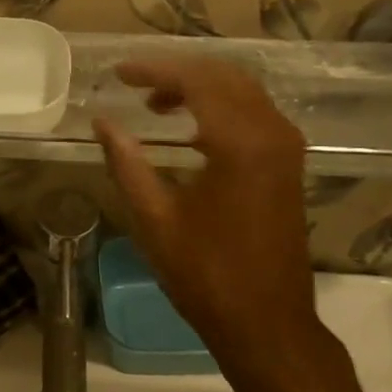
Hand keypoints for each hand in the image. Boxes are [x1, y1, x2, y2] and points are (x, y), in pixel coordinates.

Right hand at [94, 59, 346, 386]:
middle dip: (176, 72)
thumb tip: (102, 122)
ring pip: (241, 89)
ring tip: (155, 105)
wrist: (267, 322)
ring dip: (198, 87)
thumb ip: (126, 161)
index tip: (118, 74)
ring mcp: (286, 146)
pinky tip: (190, 128)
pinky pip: (254, 112)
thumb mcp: (154, 218)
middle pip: (222, 75)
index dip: (153, 70)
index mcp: (239, 142)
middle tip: (134, 84)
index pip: (195, 79)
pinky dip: (219, 106)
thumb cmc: (205, 274)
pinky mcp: (289, 163)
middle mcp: (271, 132)